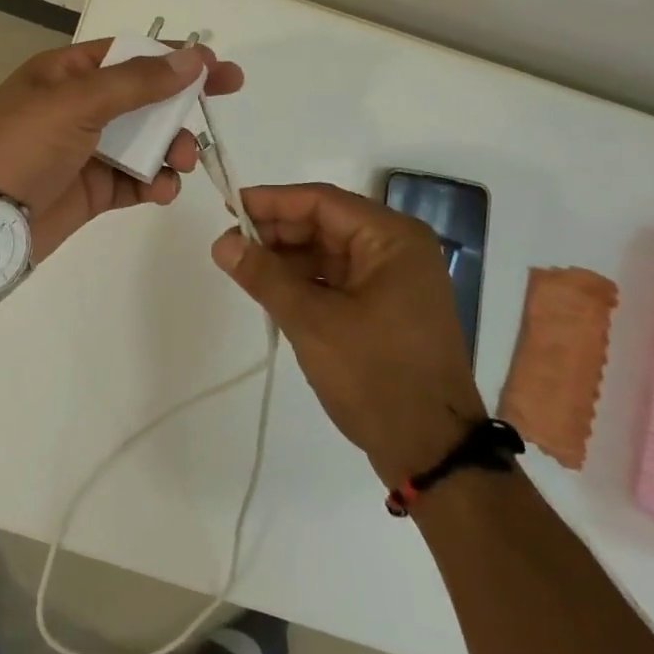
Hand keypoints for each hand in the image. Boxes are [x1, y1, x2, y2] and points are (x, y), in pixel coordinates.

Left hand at [0, 39, 244, 257]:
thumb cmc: (22, 145)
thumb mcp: (77, 102)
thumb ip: (137, 82)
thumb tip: (192, 57)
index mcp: (69, 73)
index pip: (132, 55)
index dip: (175, 58)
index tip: (219, 67)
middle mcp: (81, 107)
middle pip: (145, 98)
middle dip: (180, 106)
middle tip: (217, 108)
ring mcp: (88, 150)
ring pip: (146, 142)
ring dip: (171, 149)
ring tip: (181, 163)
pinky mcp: (94, 190)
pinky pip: (136, 181)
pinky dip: (155, 184)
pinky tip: (162, 191)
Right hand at [211, 183, 485, 486]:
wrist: (431, 452)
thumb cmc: (376, 376)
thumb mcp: (312, 322)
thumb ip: (264, 276)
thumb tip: (221, 243)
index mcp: (393, 238)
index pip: (322, 202)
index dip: (272, 202)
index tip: (228, 209)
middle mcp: (398, 249)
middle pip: (326, 224)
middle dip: (277, 232)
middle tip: (229, 244)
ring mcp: (395, 280)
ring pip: (329, 252)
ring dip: (287, 258)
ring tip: (242, 268)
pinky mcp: (387, 307)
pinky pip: (338, 279)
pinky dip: (304, 281)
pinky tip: (271, 289)